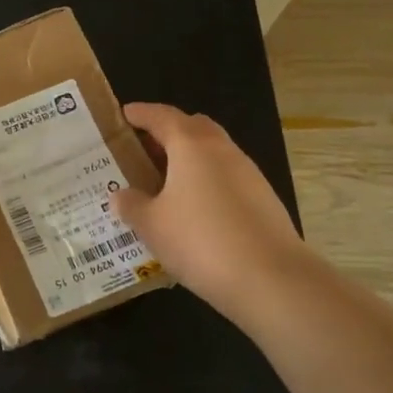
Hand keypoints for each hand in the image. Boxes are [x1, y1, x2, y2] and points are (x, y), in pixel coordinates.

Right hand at [111, 102, 314, 315]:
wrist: (272, 279)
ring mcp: (248, 173)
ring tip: (162, 184)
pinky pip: (225, 178)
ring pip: (212, 153)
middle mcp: (222, 150)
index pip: (161, 116)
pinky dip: (205, 182)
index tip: (123, 115)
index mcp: (191, 145)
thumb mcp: (152, 225)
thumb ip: (131, 205)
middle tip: (142, 150)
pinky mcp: (263, 199)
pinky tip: (192, 211)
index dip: (140, 113)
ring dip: (187, 160)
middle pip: (192, 127)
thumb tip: (120, 196)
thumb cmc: (200, 241)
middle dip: (167, 133)